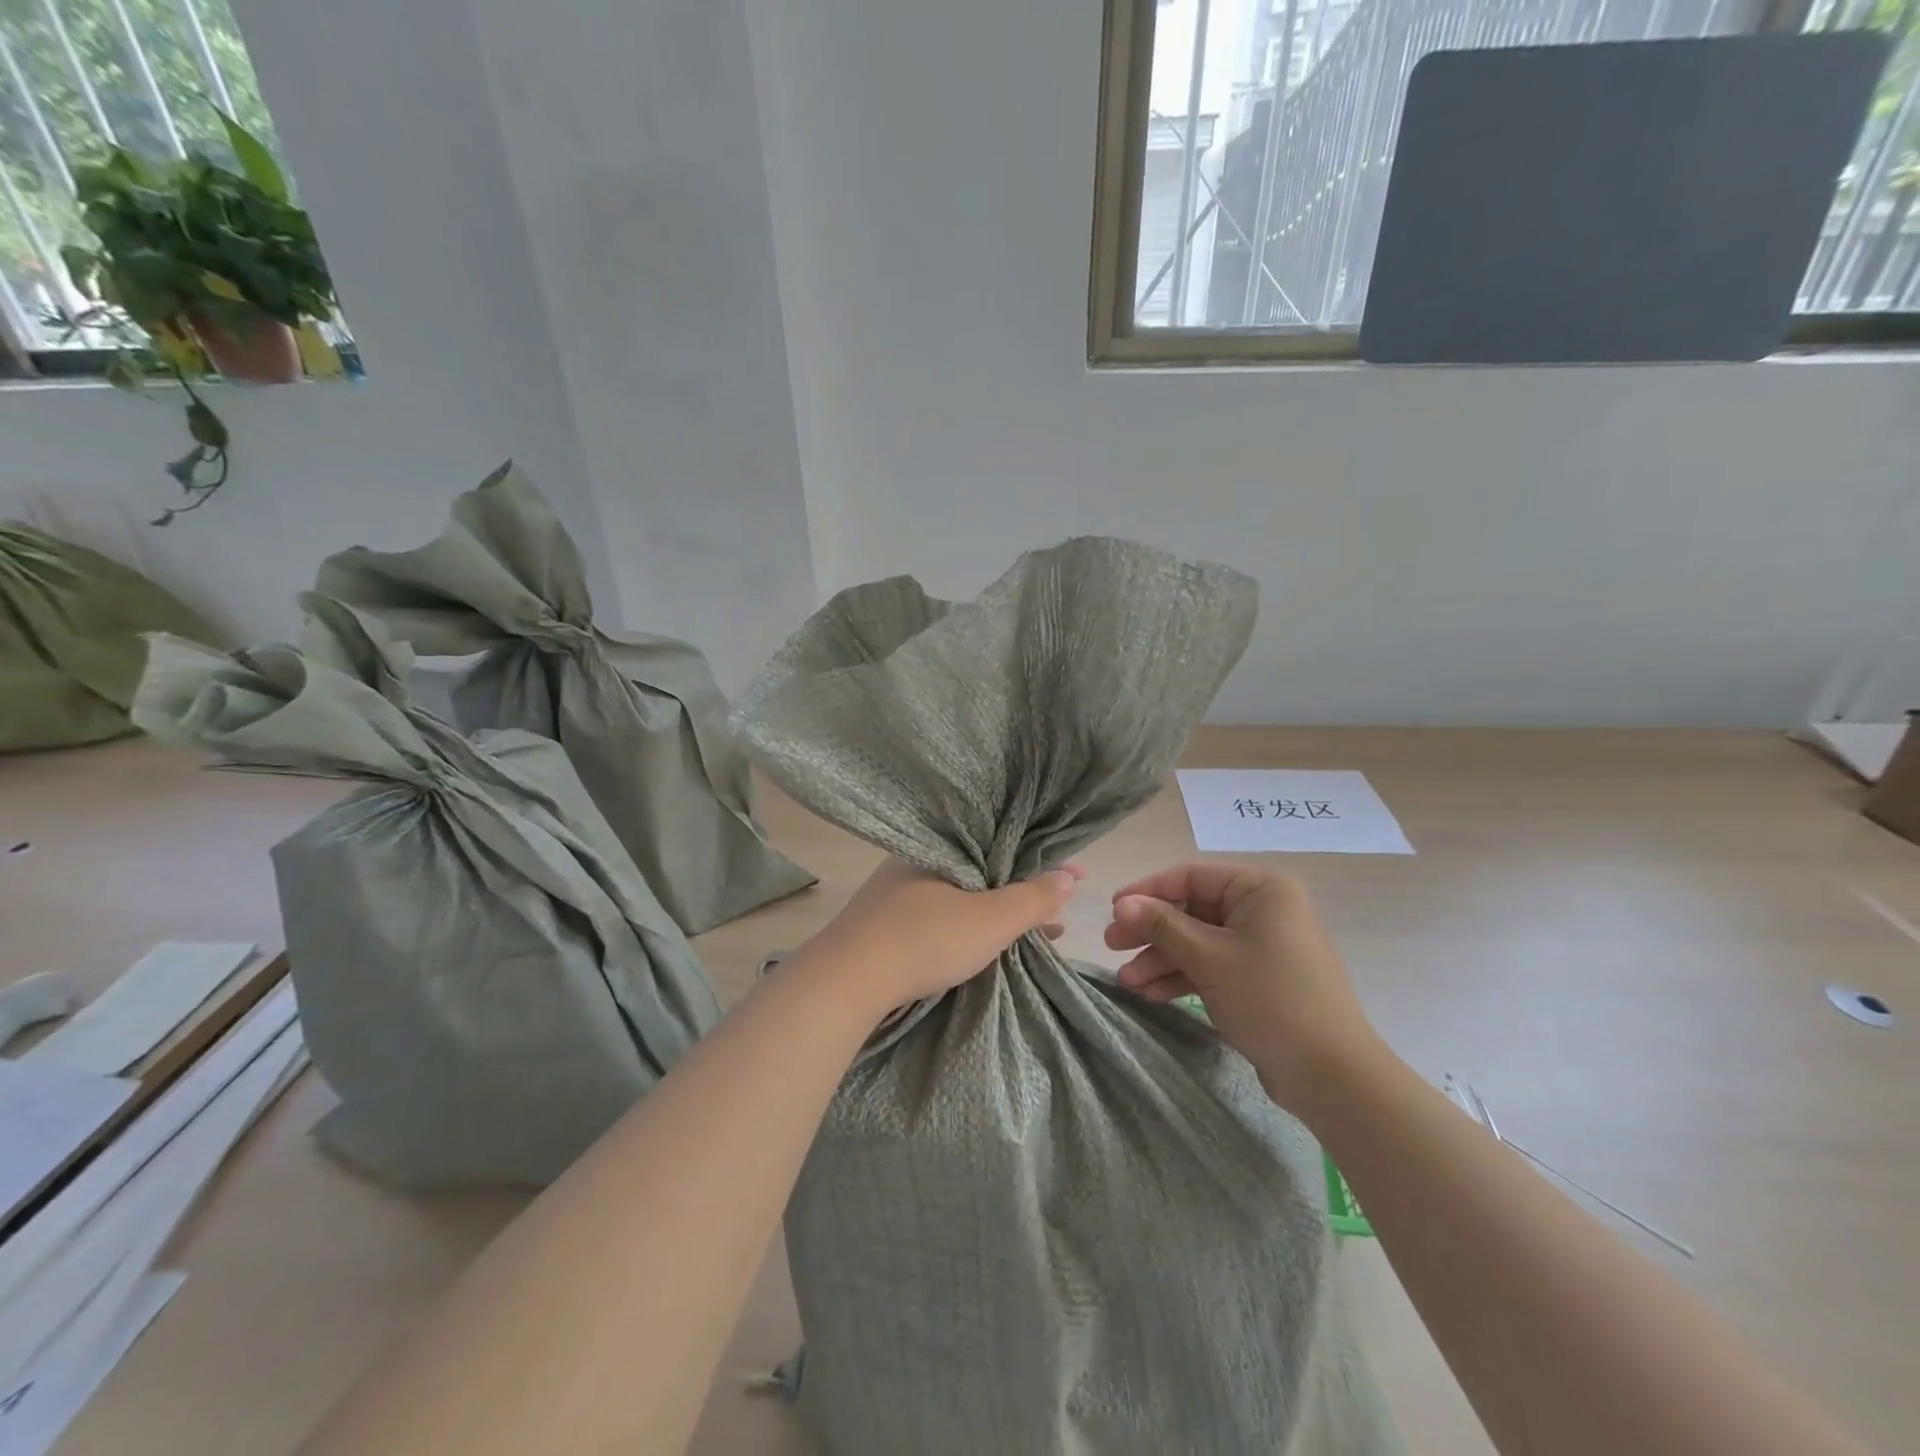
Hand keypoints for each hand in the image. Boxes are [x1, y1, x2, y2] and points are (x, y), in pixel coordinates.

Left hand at [797, 859, 1084, 1018]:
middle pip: (984, 869)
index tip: (1076, 873)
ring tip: (1040, 931)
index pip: (1002, 843)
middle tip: (1060, 906)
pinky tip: (991, 944)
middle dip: (1024, 888)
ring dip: (1001, 911)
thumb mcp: (990, 920)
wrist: (844, 983)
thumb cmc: (924, 939)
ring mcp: (897, 895)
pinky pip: (944, 915)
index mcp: (938, 846)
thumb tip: (1070, 877)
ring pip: (964, 895)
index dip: (1042, 859)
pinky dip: (974, 925)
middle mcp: (916, 862)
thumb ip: (1032, 899)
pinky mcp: (887, 926)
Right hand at [1104, 863, 1379, 1110]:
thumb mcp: (1208, 958)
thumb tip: (1122, 903)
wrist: (1331, 1074)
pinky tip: (1151, 994)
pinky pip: (1212, 966)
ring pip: (1198, 941)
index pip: (1191, 877)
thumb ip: (1162, 925)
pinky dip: (1183, 977)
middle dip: (1151, 932)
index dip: (1148, 892)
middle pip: (1192, 910)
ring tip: (1127, 981)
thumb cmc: (1269, 999)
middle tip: (1112, 946)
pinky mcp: (1259, 978)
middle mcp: (1263, 909)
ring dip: (1162, 960)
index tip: (1112, 910)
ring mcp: (1262, 945)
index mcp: (1261, 889)